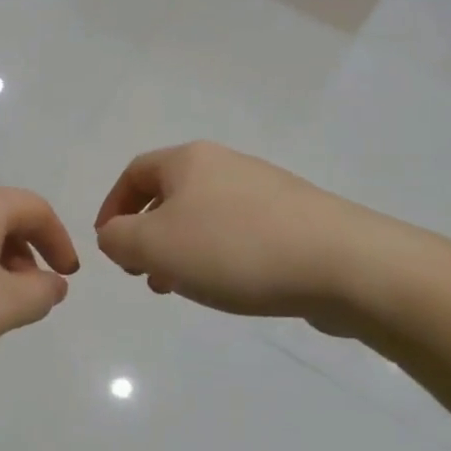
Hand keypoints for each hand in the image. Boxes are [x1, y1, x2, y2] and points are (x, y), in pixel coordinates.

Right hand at [94, 142, 398, 325]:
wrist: (343, 263)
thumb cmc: (234, 249)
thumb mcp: (154, 245)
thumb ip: (118, 239)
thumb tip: (115, 236)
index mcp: (189, 161)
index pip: (134, 173)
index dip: (112, 207)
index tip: (108, 246)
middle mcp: (226, 165)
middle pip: (170, 196)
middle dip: (147, 236)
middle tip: (143, 274)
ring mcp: (264, 191)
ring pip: (203, 218)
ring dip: (181, 252)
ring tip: (180, 289)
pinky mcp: (295, 219)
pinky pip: (238, 234)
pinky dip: (218, 257)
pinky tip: (227, 287)